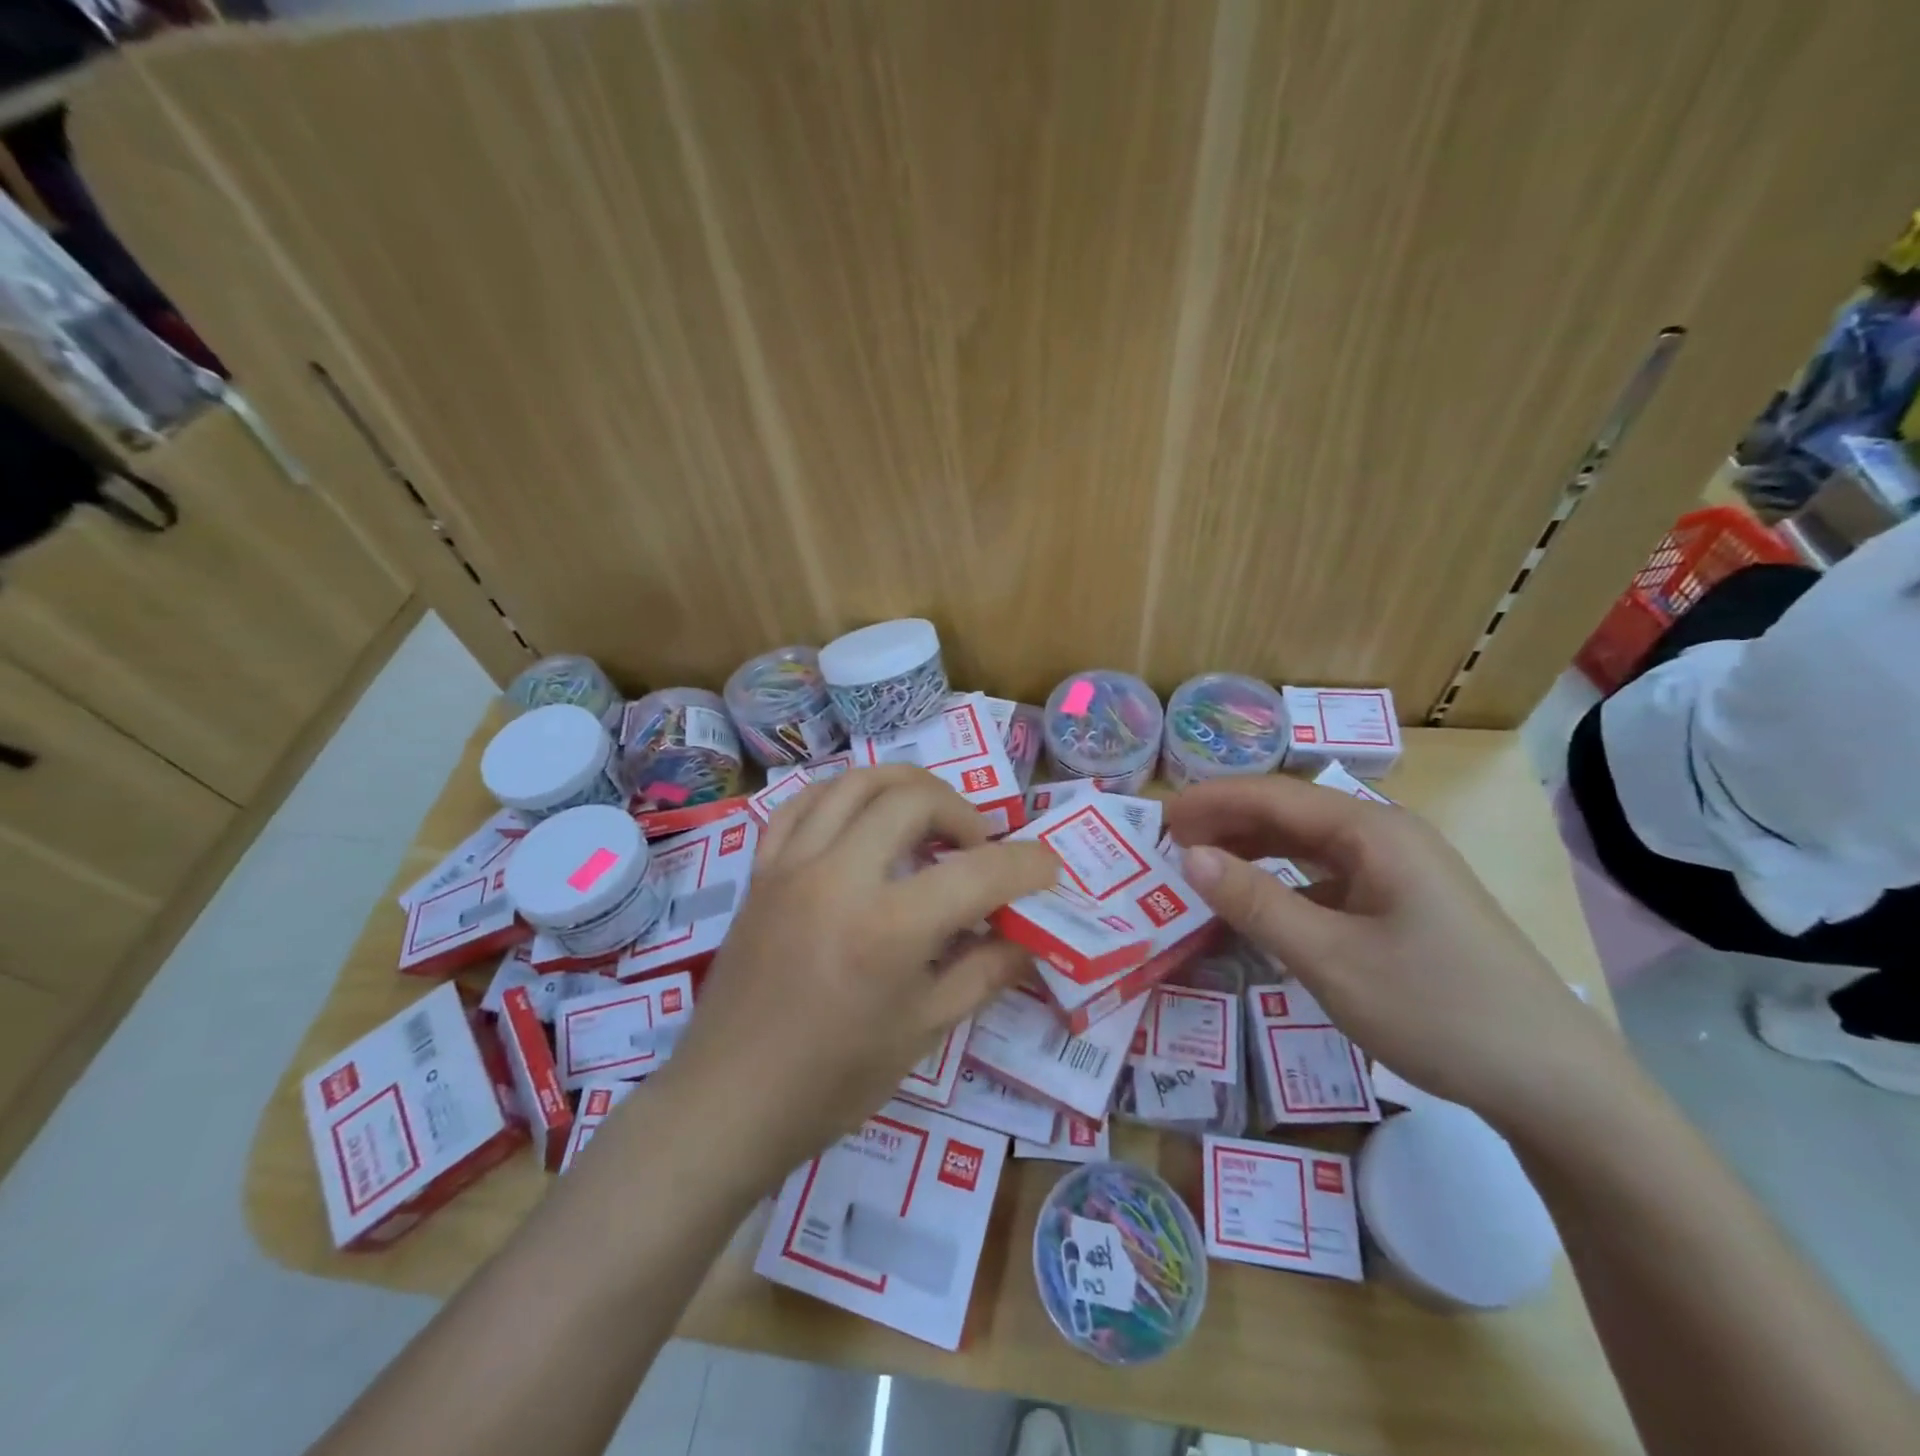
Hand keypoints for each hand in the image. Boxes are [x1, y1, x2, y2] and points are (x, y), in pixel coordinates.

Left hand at [656, 766, 1055, 1184]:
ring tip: (929, 816)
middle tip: (978, 847)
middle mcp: (839, 876)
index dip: (1027, 865)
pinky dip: (843, 796)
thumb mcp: (924, 1031)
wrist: (729, 1100)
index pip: (979, 872)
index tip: (1047, 869)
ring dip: (906, 786)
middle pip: (914, 798)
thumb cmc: (834, 1081)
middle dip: (964, 812)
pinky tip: (862, 817)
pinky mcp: (762, 870)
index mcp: (888, 928)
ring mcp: (792, 865)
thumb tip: (1028, 936)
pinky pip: (802, 804)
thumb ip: (985, 971)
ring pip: (856, 782)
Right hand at [1167, 775, 1629, 1131]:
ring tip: (1202, 869)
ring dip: (1254, 853)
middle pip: (1292, 814)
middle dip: (1228, 823)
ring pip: (1309, 848)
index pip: (1274, 795)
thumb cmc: (1437, 1009)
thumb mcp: (1330, 958)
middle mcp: (1388, 838)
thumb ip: (1255, 902)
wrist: (1556, 1086)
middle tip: (1169, 844)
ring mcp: (1402, 874)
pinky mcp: (1406, 909)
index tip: (1160, 818)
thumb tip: (1190, 855)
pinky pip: (1329, 882)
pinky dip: (1285, 887)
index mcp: (1374, 832)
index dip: (1213, 800)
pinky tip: (1261, 909)